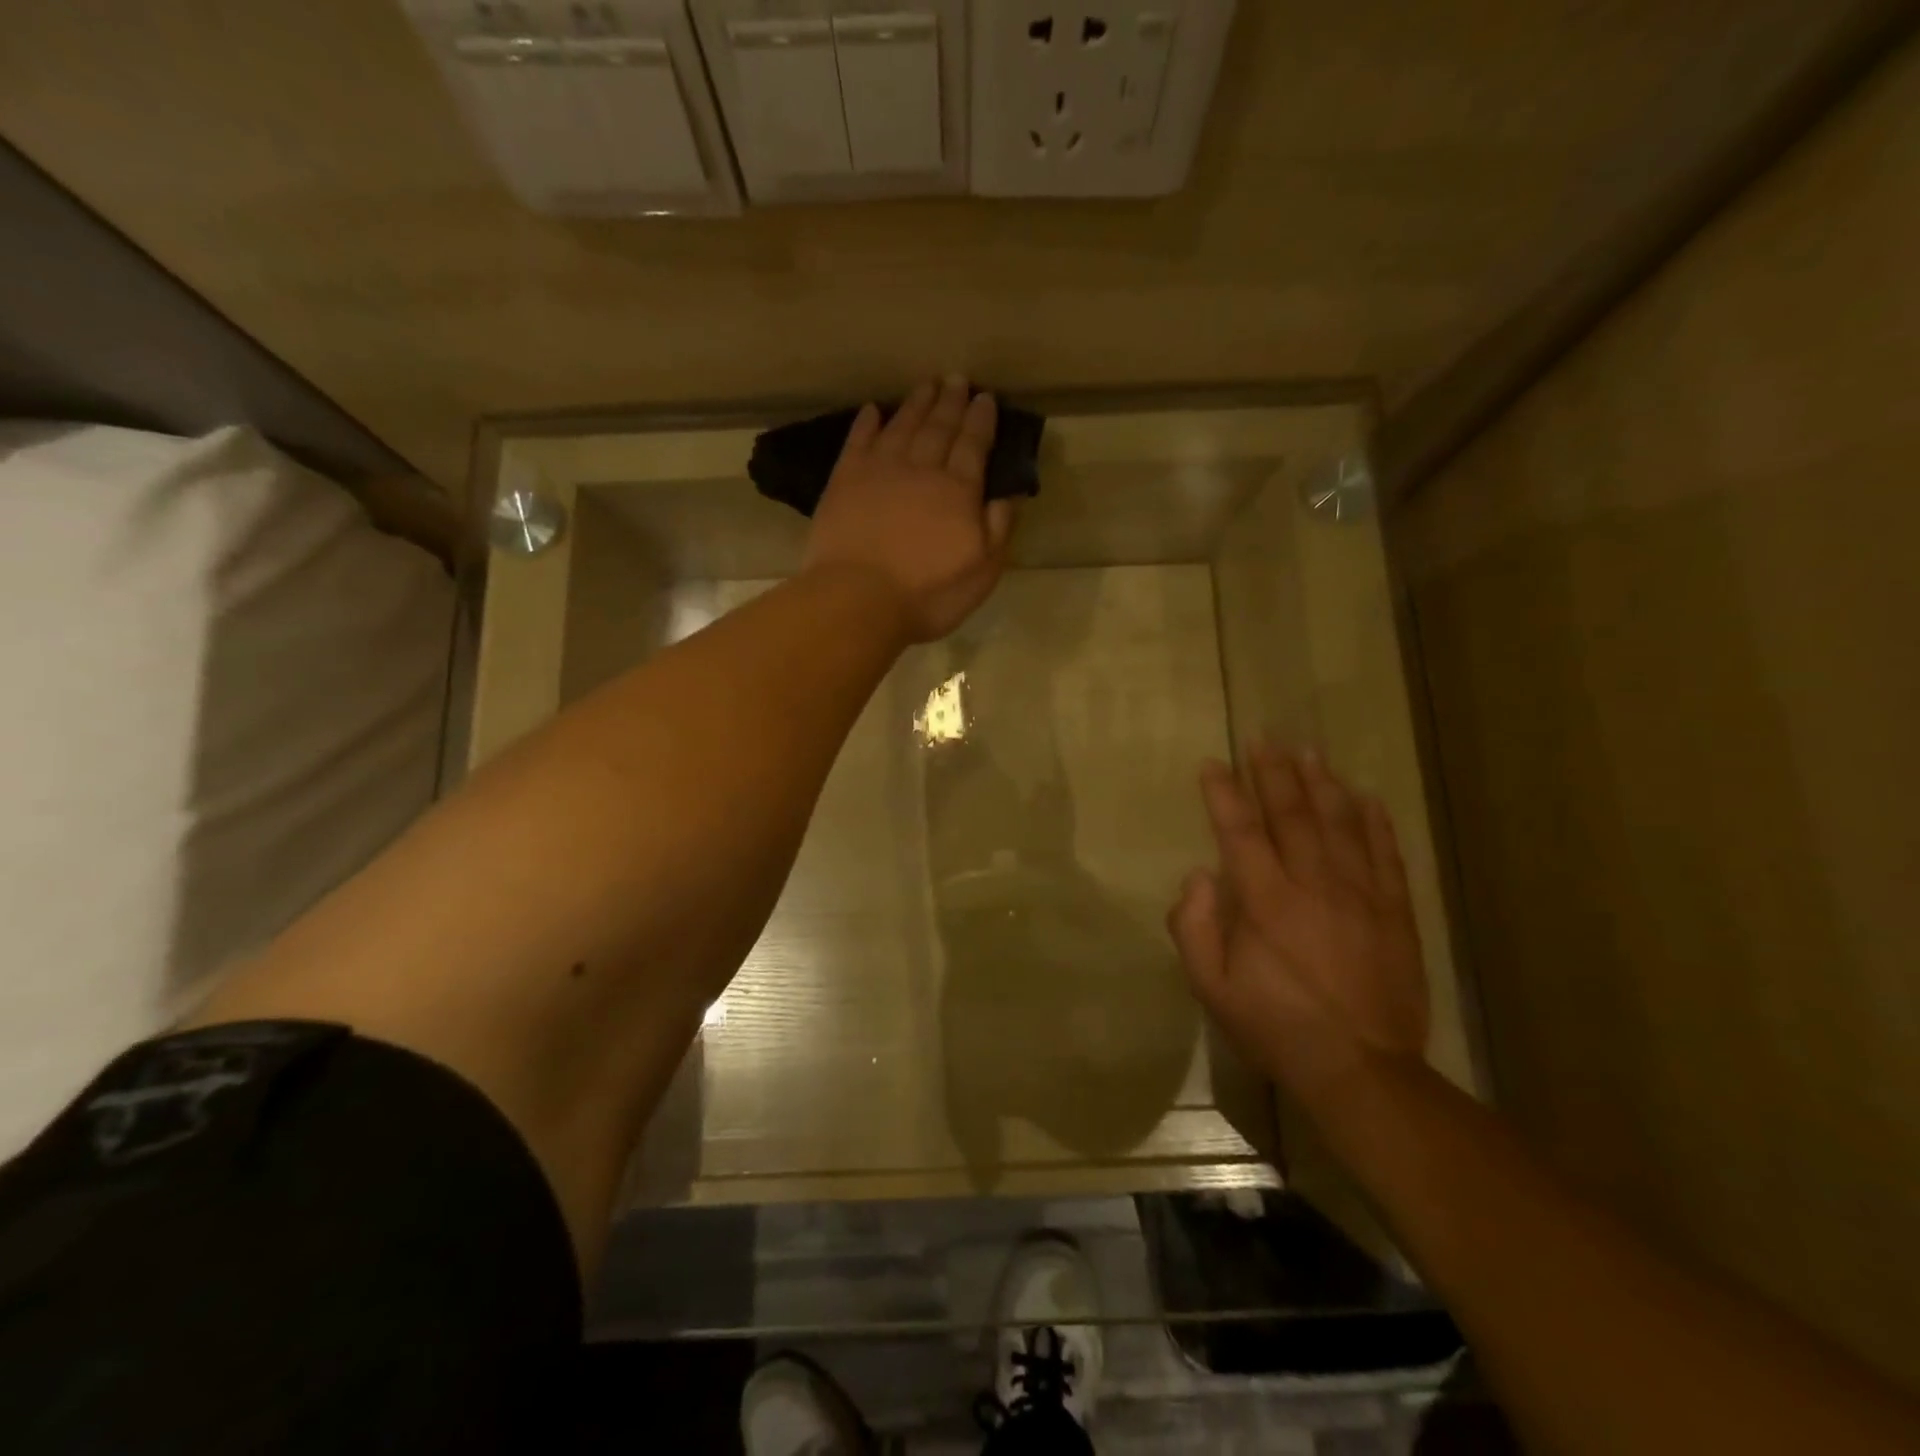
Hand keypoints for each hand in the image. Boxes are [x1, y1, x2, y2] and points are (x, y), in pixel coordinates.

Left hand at [803, 375, 1015, 643]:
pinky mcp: (844, 480)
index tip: (986, 397)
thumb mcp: (981, 572)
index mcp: (958, 490)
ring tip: (927, 385)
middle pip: (939, 427)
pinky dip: (868, 422)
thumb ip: (998, 529)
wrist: (858, 599)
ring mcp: (879, 470)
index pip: (973, 445)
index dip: (981, 420)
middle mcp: (921, 469)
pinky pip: (859, 440)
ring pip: (903, 426)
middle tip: (957, 379)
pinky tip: (874, 410)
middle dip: (951, 402)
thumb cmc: (927, 594)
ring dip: (917, 404)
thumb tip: (1009, 493)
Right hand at [1168, 741, 1429, 1111]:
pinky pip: (1386, 855)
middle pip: (1292, 815)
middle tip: (1264, 739)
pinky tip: (1367, 798)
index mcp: (1264, 902)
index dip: (1224, 793)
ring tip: (1310, 752)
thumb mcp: (1212, 988)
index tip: (1213, 762)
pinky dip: (1376, 822)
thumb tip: (1199, 877)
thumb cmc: (1275, 1026)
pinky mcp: (1394, 912)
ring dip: (1322, 784)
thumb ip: (1195, 927)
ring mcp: (1360, 895)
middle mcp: (1312, 885)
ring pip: (1340, 824)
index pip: (1240, 831)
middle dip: (1274, 773)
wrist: (1360, 1068)